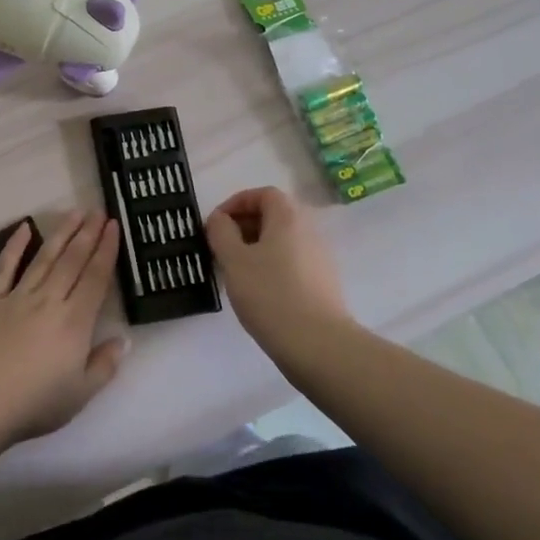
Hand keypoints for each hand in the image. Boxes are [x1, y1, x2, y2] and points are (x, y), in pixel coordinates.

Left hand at [0, 211, 128, 444]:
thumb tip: (123, 340)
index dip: (106, 251)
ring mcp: (17, 297)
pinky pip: (5, 267)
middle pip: (72, 260)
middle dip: (87, 234)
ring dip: (61, 233)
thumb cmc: (34, 404)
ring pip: (44, 257)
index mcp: (74, 321)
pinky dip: (14, 246)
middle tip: (98, 211)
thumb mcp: (81, 394)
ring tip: (74, 213)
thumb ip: (104, 365)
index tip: (114, 227)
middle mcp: (48, 300)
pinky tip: (23, 228)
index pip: (95, 278)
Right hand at [204, 186, 354, 358]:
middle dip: (244, 226)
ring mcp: (320, 259)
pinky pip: (291, 262)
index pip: (264, 194)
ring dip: (256, 248)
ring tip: (234, 271)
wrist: (318, 345)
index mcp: (288, 218)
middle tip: (221, 247)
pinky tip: (256, 291)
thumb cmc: (270, 294)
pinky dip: (271, 266)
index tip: (216, 223)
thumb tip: (220, 219)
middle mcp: (309, 231)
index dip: (237, 202)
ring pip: (282, 241)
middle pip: (274, 216)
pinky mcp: (323, 284)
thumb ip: (221, 232)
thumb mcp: (234, 260)